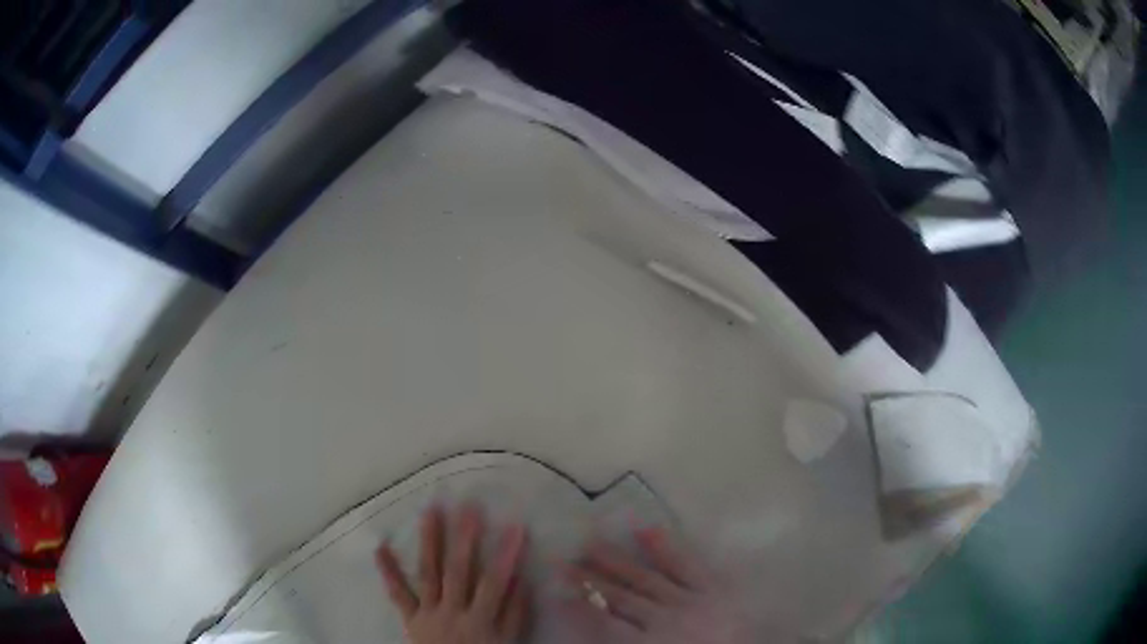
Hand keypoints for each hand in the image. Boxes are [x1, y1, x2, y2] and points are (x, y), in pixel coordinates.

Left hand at [376, 505, 529, 643]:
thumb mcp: (507, 642)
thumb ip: (515, 614)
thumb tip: (520, 579)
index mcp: (479, 619)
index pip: (494, 582)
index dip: (505, 554)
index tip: (515, 525)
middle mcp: (451, 611)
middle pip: (458, 571)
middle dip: (464, 538)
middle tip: (467, 505)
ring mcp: (427, 612)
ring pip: (428, 574)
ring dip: (429, 541)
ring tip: (430, 511)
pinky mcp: (410, 618)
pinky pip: (398, 594)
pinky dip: (388, 571)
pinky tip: (380, 546)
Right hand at [563, 527, 753, 643]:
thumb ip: (626, 643)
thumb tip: (597, 633)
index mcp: (652, 643)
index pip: (602, 623)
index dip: (576, 604)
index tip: (552, 586)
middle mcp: (666, 617)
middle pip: (620, 596)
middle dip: (589, 578)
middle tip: (562, 558)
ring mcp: (692, 598)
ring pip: (646, 577)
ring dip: (617, 560)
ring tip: (591, 539)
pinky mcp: (716, 585)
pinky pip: (688, 562)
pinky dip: (666, 545)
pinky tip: (646, 526)